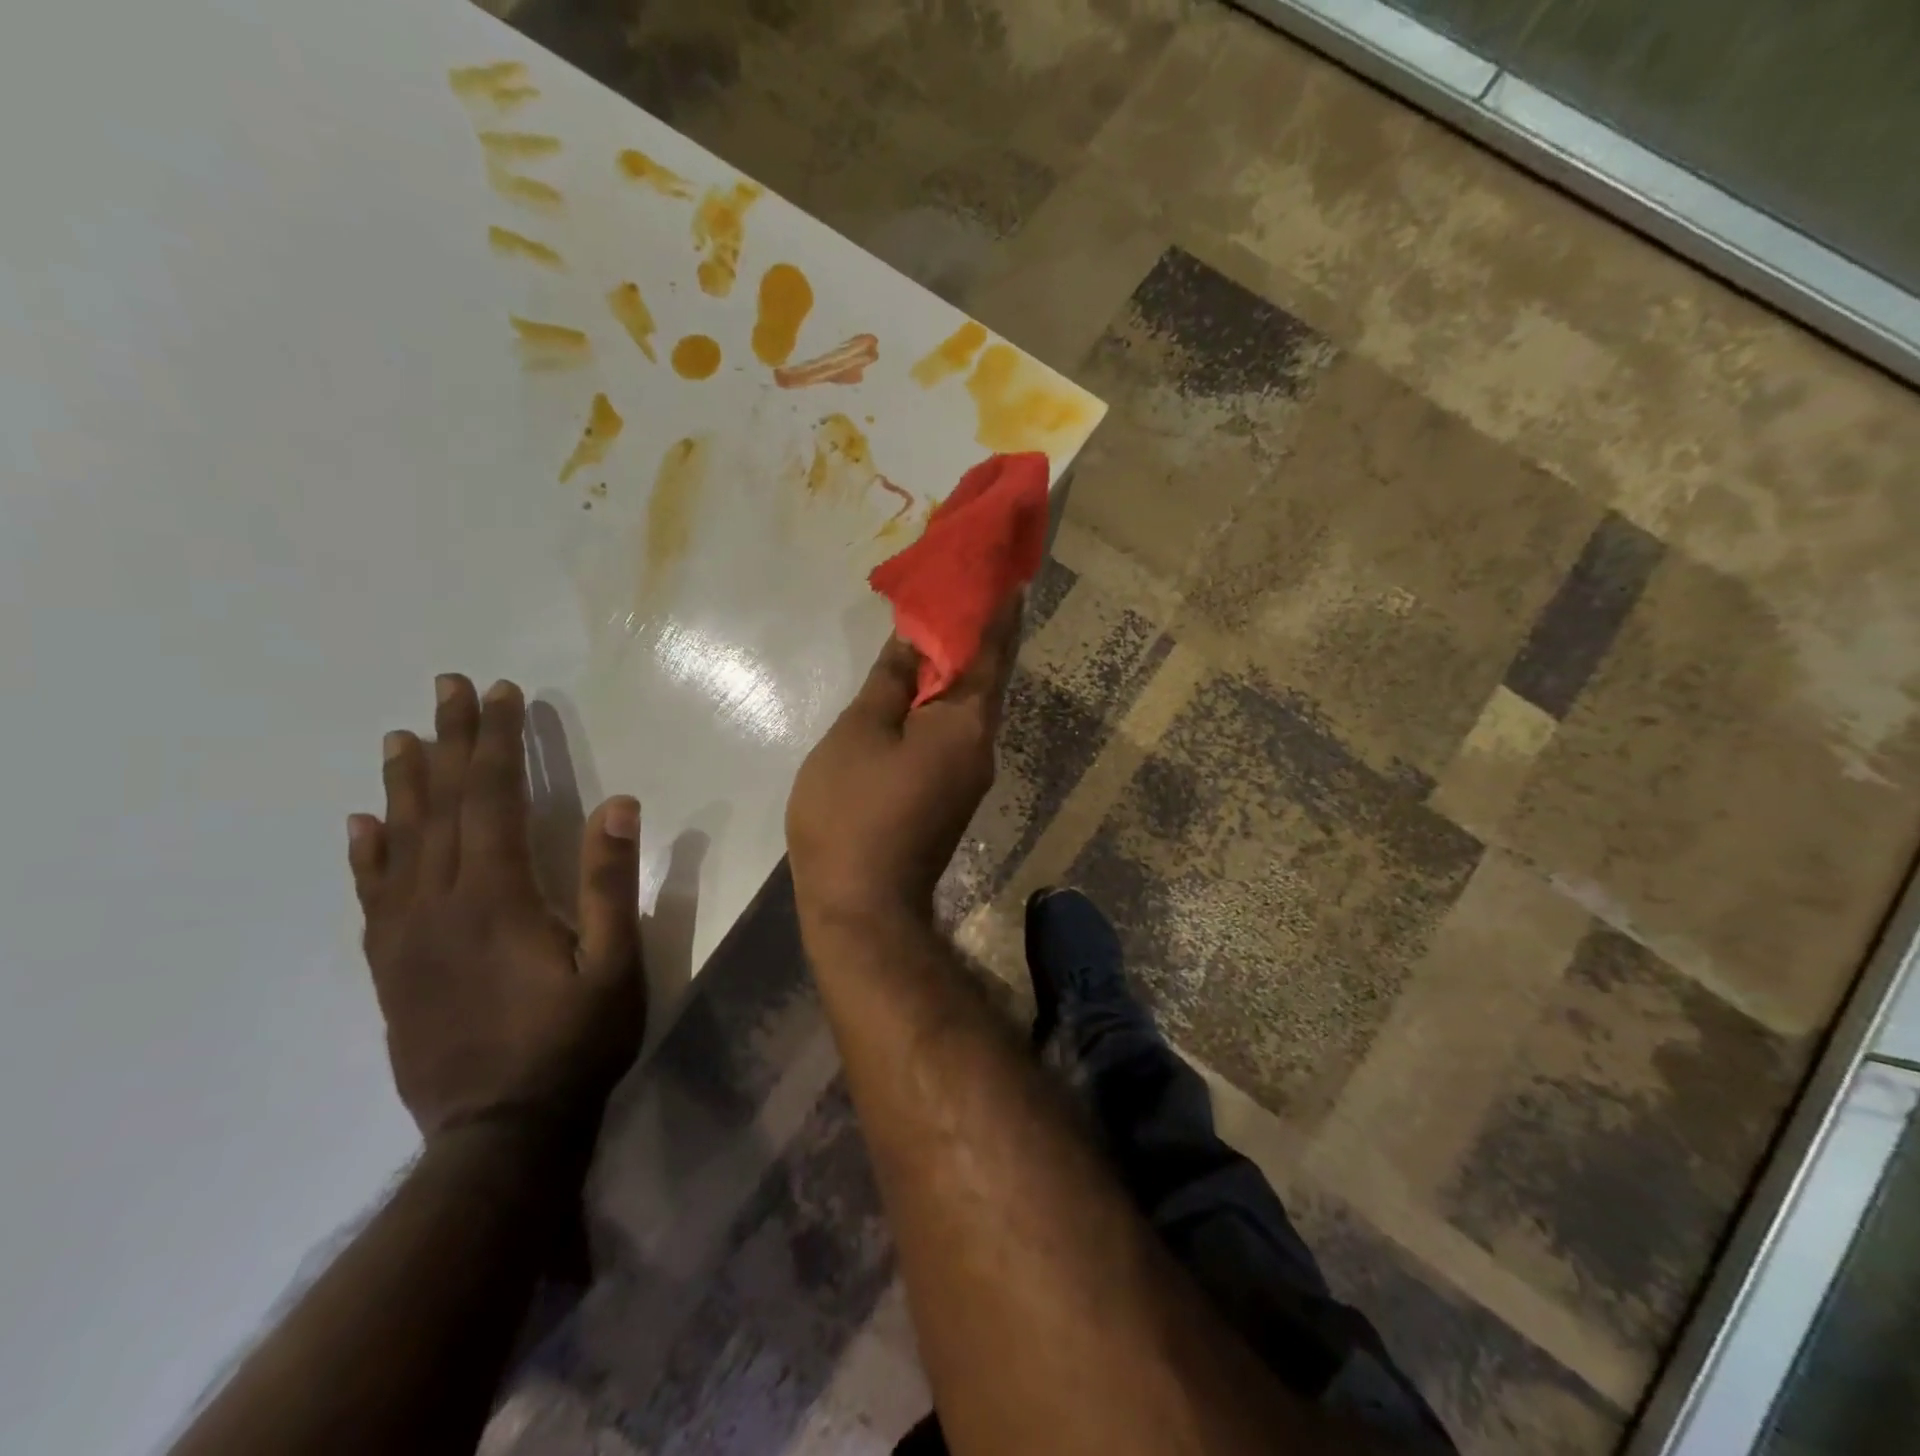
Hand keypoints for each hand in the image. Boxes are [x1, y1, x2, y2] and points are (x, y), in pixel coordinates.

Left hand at [348, 675, 644, 1141]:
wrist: (499, 1132)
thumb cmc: (574, 1042)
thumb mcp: (615, 964)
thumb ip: (612, 883)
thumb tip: (618, 804)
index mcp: (498, 897)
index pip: (493, 798)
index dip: (497, 741)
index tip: (501, 694)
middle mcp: (441, 903)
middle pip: (441, 805)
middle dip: (449, 741)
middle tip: (447, 687)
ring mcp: (407, 936)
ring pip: (400, 842)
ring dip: (403, 784)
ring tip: (400, 737)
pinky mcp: (392, 966)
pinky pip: (371, 896)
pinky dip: (366, 853)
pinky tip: (362, 825)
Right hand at [787, 599, 1021, 928]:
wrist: (863, 907)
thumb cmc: (853, 812)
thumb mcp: (860, 733)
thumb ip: (891, 680)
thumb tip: (915, 638)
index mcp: (967, 722)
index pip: (991, 648)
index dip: (998, 607)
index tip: (1006, 571)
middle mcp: (983, 744)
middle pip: (988, 675)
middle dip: (983, 630)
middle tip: (970, 587)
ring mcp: (971, 773)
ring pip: (971, 704)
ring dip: (963, 663)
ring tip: (943, 623)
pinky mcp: (953, 793)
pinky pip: (956, 729)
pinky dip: (946, 697)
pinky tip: (924, 684)